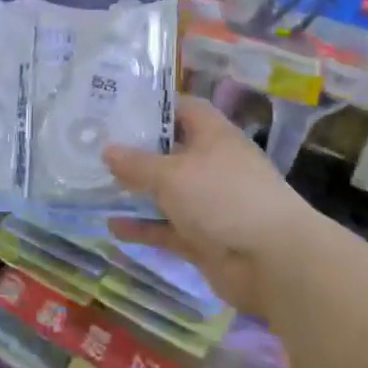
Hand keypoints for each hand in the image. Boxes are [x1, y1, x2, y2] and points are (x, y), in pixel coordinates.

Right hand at [103, 96, 323, 310]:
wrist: (272, 261)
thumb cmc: (223, 197)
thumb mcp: (172, 174)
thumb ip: (137, 163)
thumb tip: (107, 150)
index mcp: (214, 136)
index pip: (184, 109)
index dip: (154, 106)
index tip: (117, 108)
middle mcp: (213, 165)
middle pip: (171, 151)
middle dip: (136, 151)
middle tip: (95, 146)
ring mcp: (209, 204)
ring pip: (166, 193)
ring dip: (136, 192)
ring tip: (96, 186)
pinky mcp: (204, 238)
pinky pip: (167, 228)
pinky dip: (143, 228)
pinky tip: (112, 227)